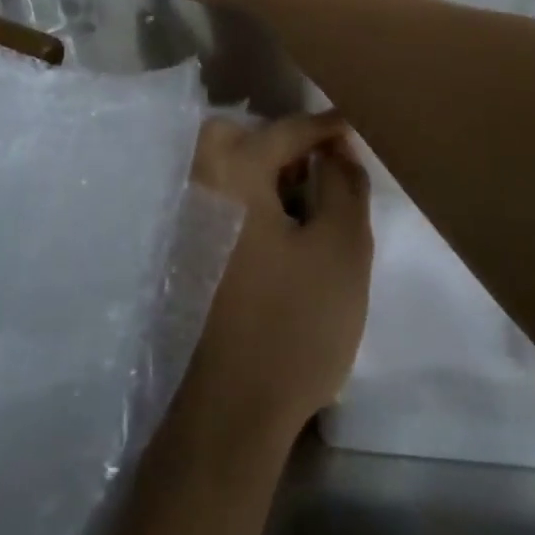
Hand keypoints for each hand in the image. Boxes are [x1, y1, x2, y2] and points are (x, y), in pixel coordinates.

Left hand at [182, 113, 374, 445]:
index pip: (284, 131)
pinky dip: (244, 201)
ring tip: (303, 201)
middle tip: (316, 168)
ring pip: (220, 171)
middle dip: (276, 143)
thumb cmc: (294, 323)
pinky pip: (214, 203)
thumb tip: (338, 150)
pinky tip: (276, 234)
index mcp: (230, 174)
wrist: (231, 409)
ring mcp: (180, 222)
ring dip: (260, 172)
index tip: (354, 125)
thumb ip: (345, 186)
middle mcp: (195, 186)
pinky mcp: (180, 255)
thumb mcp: (341, 249)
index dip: (325, 127)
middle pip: (232, 138)